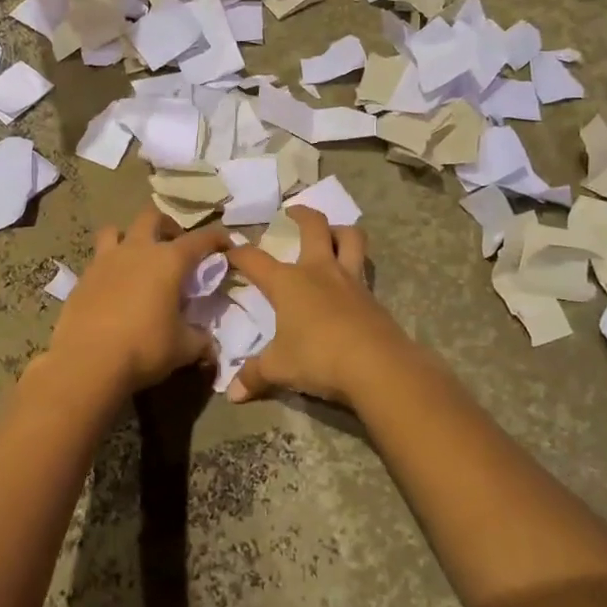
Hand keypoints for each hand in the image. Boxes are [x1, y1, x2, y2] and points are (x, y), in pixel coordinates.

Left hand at [45, 206, 230, 397]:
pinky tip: (113, 289)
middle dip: (167, 225)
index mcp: (169, 260)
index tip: (226, 245)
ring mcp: (105, 260)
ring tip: (136, 258)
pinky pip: (97, 260)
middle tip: (175, 246)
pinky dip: (108, 266)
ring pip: (115, 230)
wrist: (88, 362)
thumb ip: (200, 339)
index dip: (217, 238)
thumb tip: (208, 342)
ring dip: (128, 237)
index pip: (201, 239)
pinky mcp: (82, 278)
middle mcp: (137, 250)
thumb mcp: (184, 348)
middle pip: (152, 216)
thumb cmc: (144, 348)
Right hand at [223, 209, 412, 405]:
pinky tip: (350, 283)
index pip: (255, 259)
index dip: (239, 253)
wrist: (377, 365)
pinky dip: (356, 266)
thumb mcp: (279, 369)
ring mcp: (350, 280)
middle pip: (314, 226)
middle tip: (293, 212)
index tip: (229, 251)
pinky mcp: (373, 296)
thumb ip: (254, 375)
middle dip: (302, 214)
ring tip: (332, 233)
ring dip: (340, 230)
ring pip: (350, 238)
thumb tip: (230, 394)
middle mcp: (319, 271)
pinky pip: (364, 269)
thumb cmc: (318, 358)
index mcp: (288, 282)